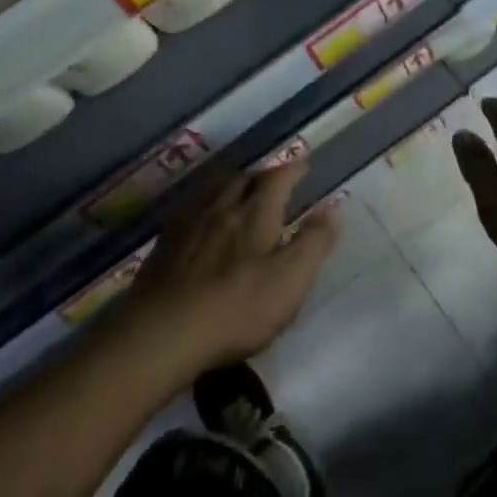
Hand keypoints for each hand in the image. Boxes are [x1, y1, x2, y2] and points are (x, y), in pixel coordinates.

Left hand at [121, 163, 339, 378]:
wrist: (164, 331)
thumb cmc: (238, 307)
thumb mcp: (290, 280)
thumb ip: (313, 242)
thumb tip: (332, 208)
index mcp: (255, 213)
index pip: (277, 178)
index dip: (292, 169)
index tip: (303, 165)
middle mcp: (221, 207)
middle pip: (243, 179)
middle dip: (261, 176)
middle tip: (273, 180)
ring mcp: (188, 224)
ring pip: (213, 192)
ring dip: (231, 187)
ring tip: (239, 193)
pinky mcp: (164, 244)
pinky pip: (190, 211)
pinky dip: (205, 207)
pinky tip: (202, 221)